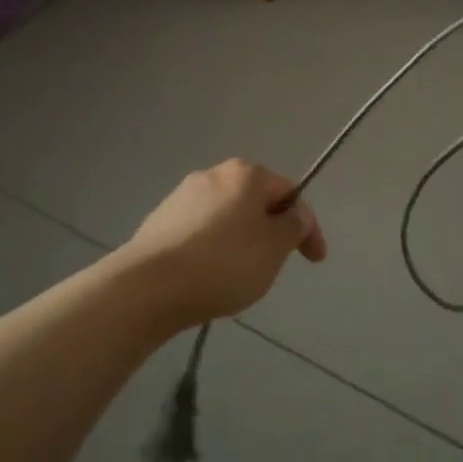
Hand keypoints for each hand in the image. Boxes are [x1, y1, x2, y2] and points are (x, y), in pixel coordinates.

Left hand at [123, 160, 326, 327]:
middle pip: (256, 202)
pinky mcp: (159, 222)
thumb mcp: (274, 248)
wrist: (148, 287)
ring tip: (239, 276)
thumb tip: (295, 215)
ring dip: (240, 241)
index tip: (314, 260)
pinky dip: (212, 250)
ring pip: (227, 217)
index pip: (290, 193)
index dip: (308, 226)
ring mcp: (181, 196)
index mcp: (246, 174)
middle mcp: (213, 174)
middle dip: (270, 231)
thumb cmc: (223, 263)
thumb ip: (293, 227)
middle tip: (275, 265)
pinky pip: (200, 233)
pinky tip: (208, 277)